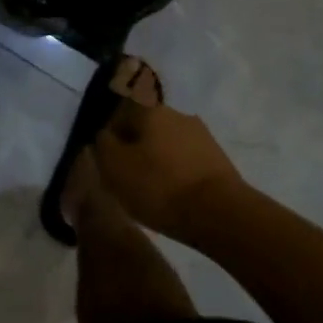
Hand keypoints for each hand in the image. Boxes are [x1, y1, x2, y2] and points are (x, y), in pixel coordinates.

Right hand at [86, 95, 244, 241]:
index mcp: (150, 109)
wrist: (220, 213)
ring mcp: (201, 135)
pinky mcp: (218, 159)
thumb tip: (106, 135)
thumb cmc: (159, 186)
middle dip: (135, 147)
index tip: (106, 160)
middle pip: (146, 126)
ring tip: (150, 191)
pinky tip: (173, 197)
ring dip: (157, 160)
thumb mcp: (114, 166)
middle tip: (126, 176)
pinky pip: (186, 161)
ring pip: (167, 144)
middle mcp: (177, 113)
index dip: (110, 134)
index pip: (121, 110)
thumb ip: (103, 144)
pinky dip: (176, 174)